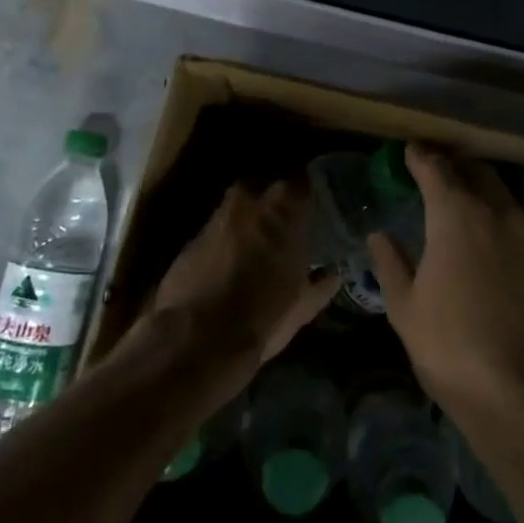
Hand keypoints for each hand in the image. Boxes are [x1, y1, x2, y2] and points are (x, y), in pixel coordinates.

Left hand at [152, 178, 338, 384]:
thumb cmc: (263, 318)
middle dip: (275, 198)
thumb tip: (333, 274)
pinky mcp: (190, 240)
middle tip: (287, 219)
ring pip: (237, 204)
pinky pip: (215, 229)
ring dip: (248, 217)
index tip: (317, 203)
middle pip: (265, 184)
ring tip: (258, 241)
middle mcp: (248, 204)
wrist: (197, 341)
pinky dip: (225, 239)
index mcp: (283, 213)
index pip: (303, 181)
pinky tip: (230, 261)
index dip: (310, 191)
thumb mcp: (303, 306)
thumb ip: (321, 283)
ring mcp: (215, 219)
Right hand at [366, 145, 523, 424]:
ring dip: (481, 192)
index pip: (436, 167)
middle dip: (455, 167)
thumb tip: (380, 235)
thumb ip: (391, 264)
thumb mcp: (406, 309)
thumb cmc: (454, 349)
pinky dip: (502, 223)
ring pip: (504, 196)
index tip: (409, 151)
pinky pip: (521, 227)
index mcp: (457, 214)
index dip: (420, 156)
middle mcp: (499, 212)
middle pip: (477, 171)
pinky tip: (492, 246)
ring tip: (461, 207)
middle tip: (434, 174)